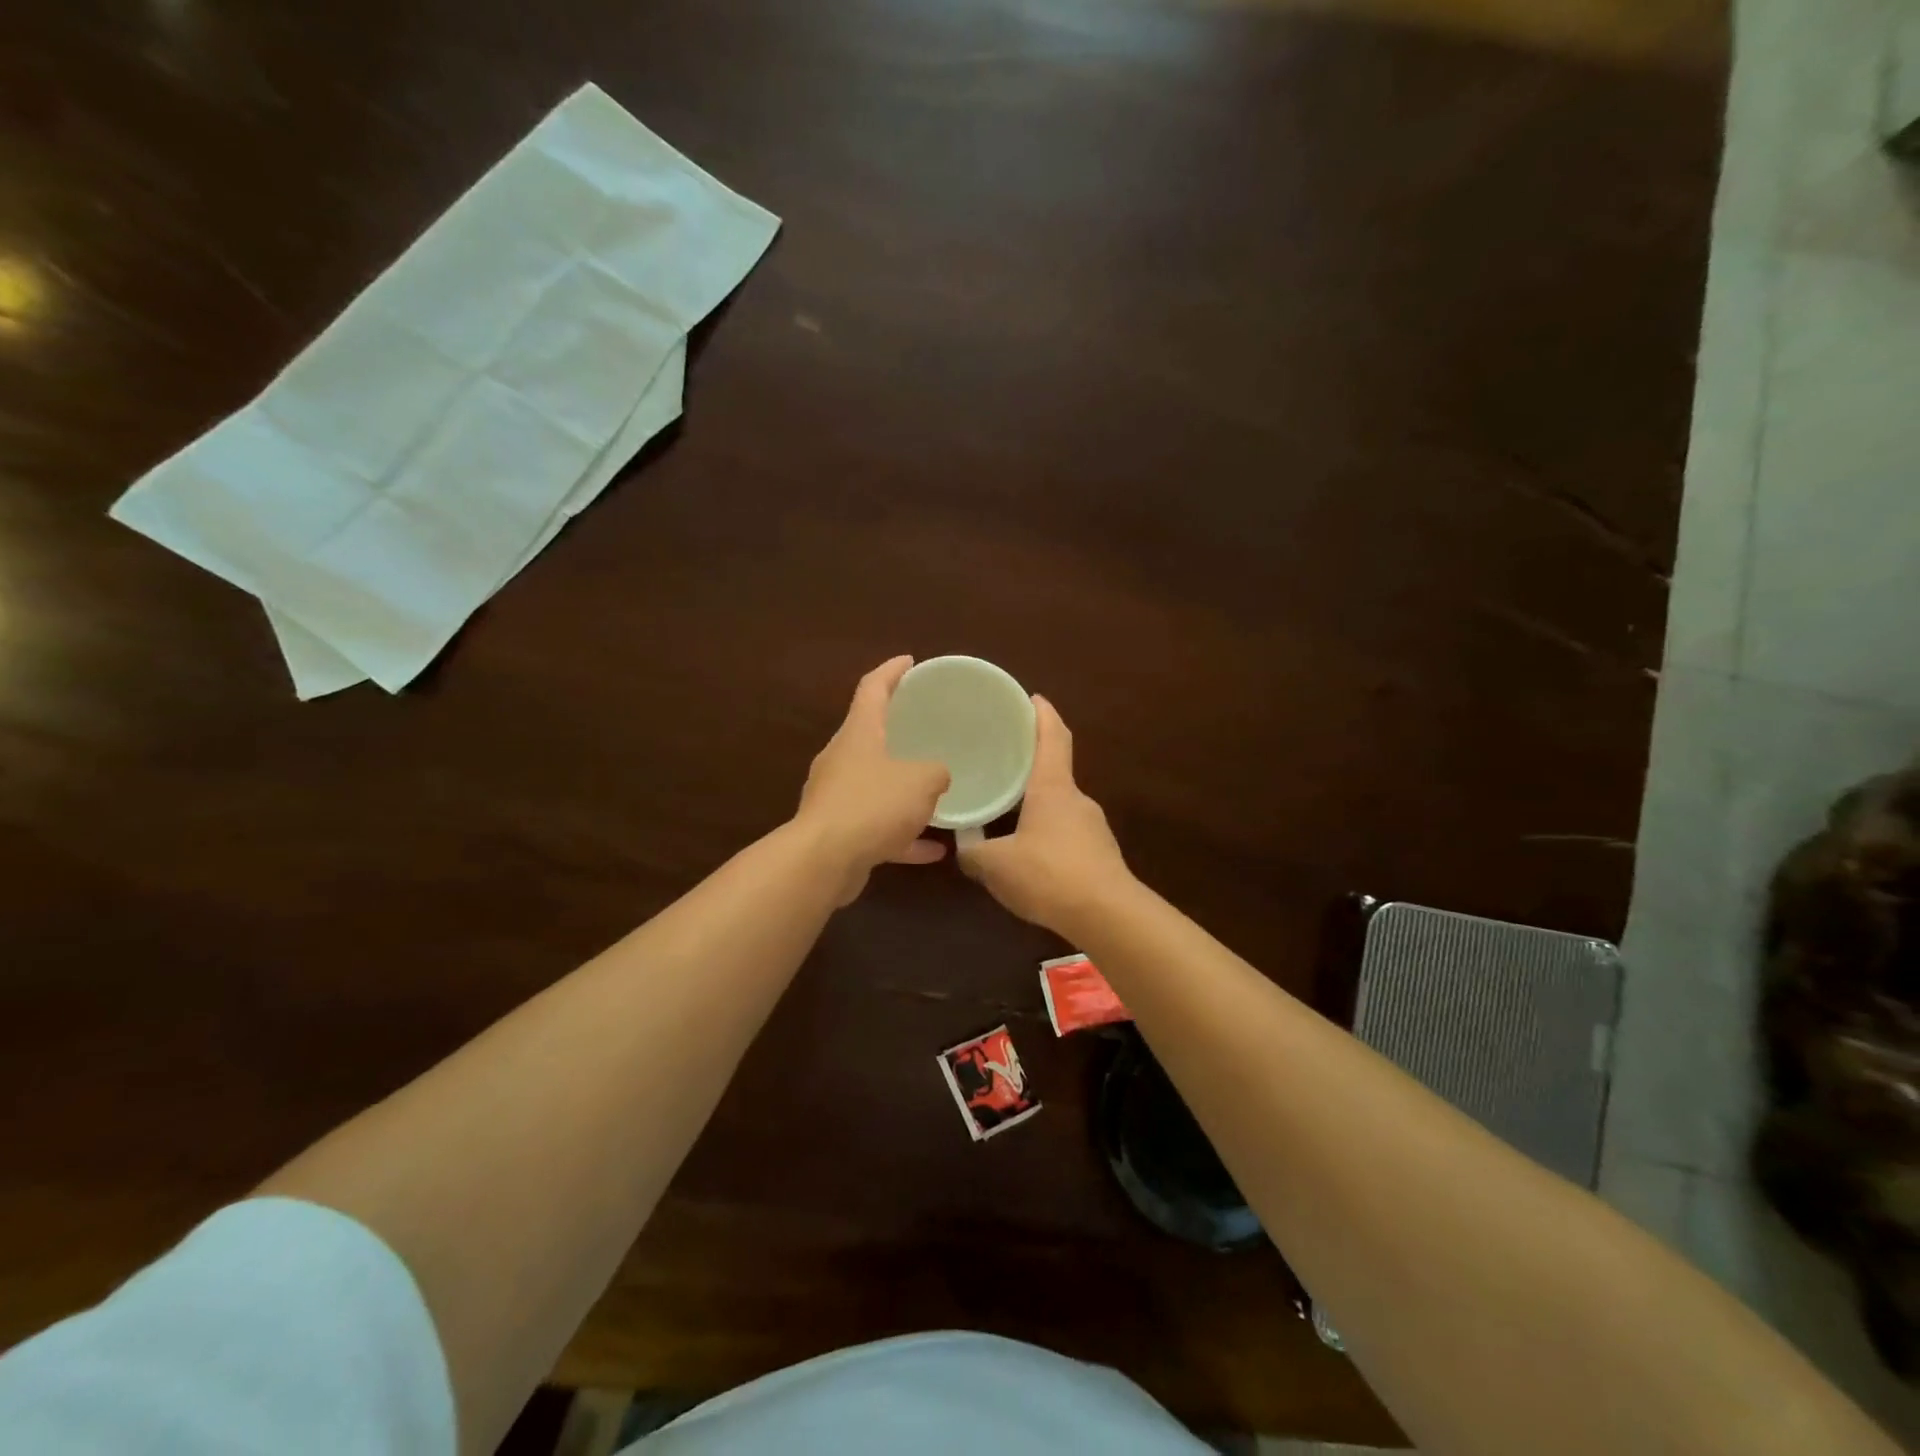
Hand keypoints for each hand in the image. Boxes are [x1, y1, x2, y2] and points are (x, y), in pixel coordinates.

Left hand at [794, 656, 951, 904]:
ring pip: (874, 784)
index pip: (872, 689)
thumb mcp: (921, 781)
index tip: (909, 660)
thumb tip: (937, 775)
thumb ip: (936, 772)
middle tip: (923, 726)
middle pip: (869, 735)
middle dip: (896, 731)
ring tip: (932, 792)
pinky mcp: (837, 831)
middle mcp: (842, 759)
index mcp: (858, 733)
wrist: (824, 860)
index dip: (892, 671)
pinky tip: (931, 850)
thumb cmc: (873, 805)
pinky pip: (876, 825)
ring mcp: (836, 796)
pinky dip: (901, 834)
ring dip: (901, 789)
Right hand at [958, 695, 1132, 935]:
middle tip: (1002, 762)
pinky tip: (1028, 856)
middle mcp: (1076, 799)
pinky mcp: (1100, 855)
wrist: (1107, 915)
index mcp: (1053, 788)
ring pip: (1059, 806)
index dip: (1043, 714)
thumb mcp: (996, 865)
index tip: (1033, 698)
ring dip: (1036, 805)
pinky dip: (1046, 834)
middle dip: (1031, 764)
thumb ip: (973, 853)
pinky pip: (1066, 834)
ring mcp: (1093, 828)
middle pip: (1055, 771)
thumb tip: (963, 847)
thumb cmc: (1049, 874)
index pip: (1053, 737)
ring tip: (1006, 813)